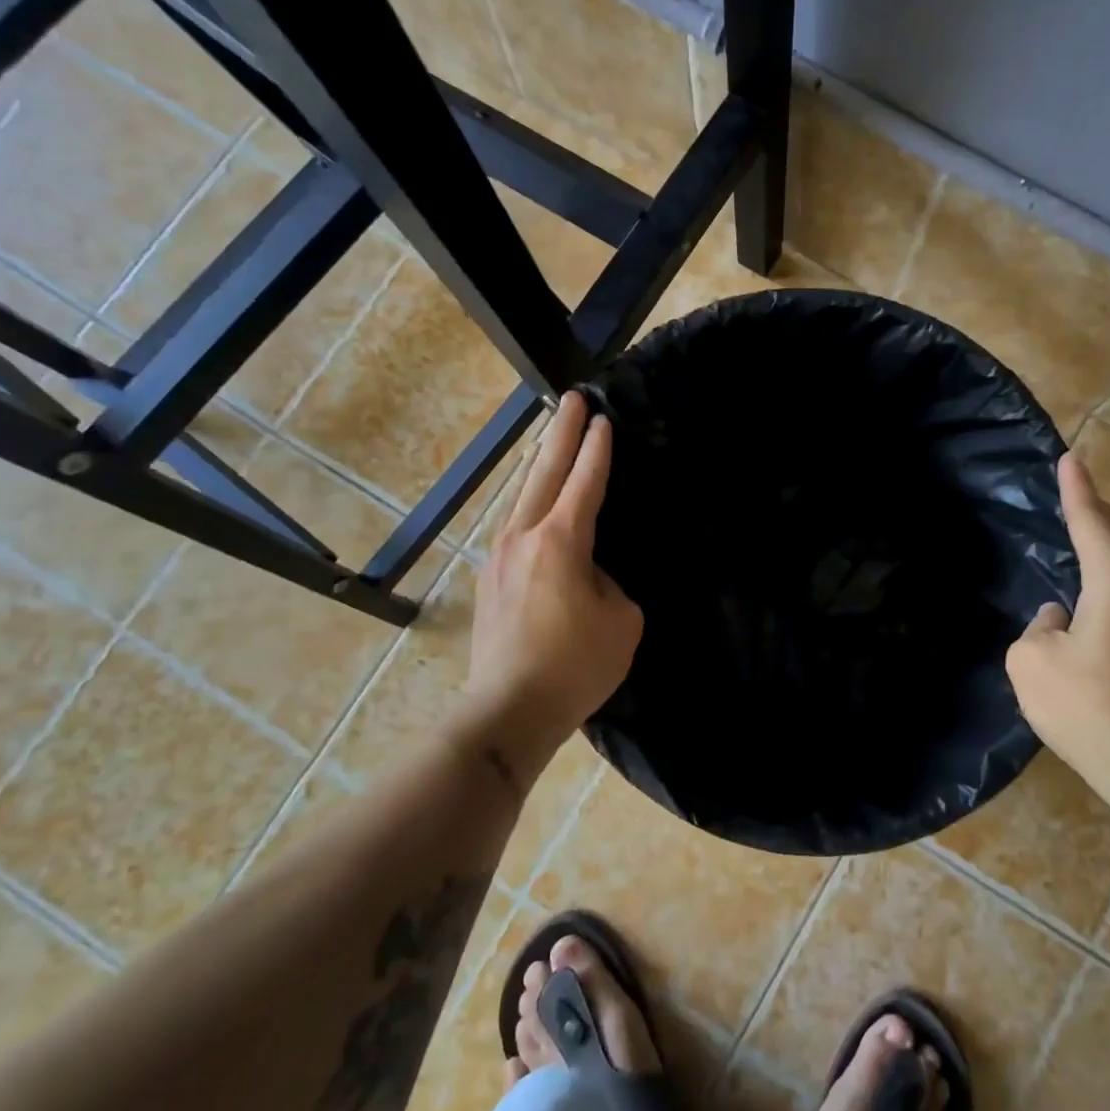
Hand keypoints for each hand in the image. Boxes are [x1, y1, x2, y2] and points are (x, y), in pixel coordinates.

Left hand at [466, 391, 642, 764]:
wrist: (507, 711)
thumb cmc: (575, 666)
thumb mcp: (620, 621)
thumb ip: (608, 582)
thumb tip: (587, 573)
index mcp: (561, 541)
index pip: (584, 482)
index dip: (596, 450)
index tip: (602, 419)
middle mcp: (524, 537)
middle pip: (544, 472)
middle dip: (561, 433)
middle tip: (572, 399)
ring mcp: (499, 556)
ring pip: (522, 495)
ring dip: (540, 464)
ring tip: (551, 440)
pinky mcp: (489, 579)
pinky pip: (515, 524)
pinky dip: (530, 500)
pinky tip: (536, 503)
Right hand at [1005, 452, 1109, 800]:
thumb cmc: (1085, 706)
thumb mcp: (1031, 662)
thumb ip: (1040, 626)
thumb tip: (1061, 619)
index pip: (1092, 522)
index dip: (1077, 490)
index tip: (1071, 459)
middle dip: (1101, 514)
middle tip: (1079, 497)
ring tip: (1093, 541)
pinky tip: (1108, 599)